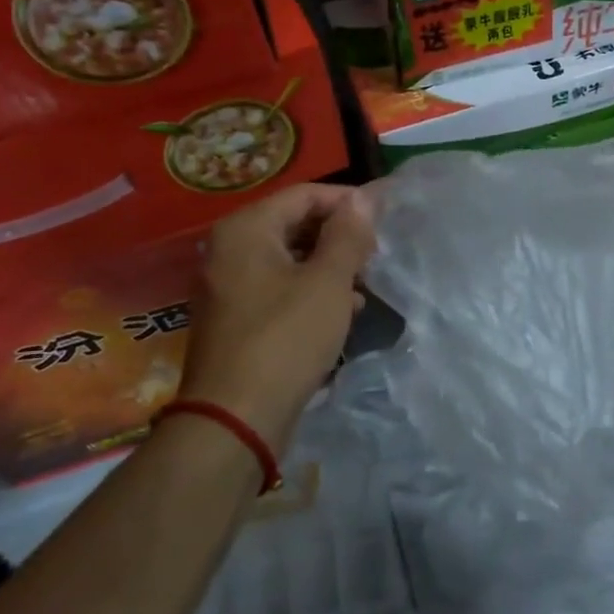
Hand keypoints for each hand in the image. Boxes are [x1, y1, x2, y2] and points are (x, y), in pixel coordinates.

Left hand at [179, 184, 375, 446]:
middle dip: (339, 236)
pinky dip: (311, 291)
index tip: (384, 218)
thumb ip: (348, 235)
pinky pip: (279, 288)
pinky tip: (343, 309)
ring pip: (290, 259)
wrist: (236, 418)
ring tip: (365, 281)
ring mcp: (229, 286)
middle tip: (376, 252)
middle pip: (294, 224)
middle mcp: (229, 249)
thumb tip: (362, 198)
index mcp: (246, 230)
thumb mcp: (328, 282)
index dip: (348, 202)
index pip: (305, 195)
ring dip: (329, 265)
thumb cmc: (285, 339)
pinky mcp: (237, 318)